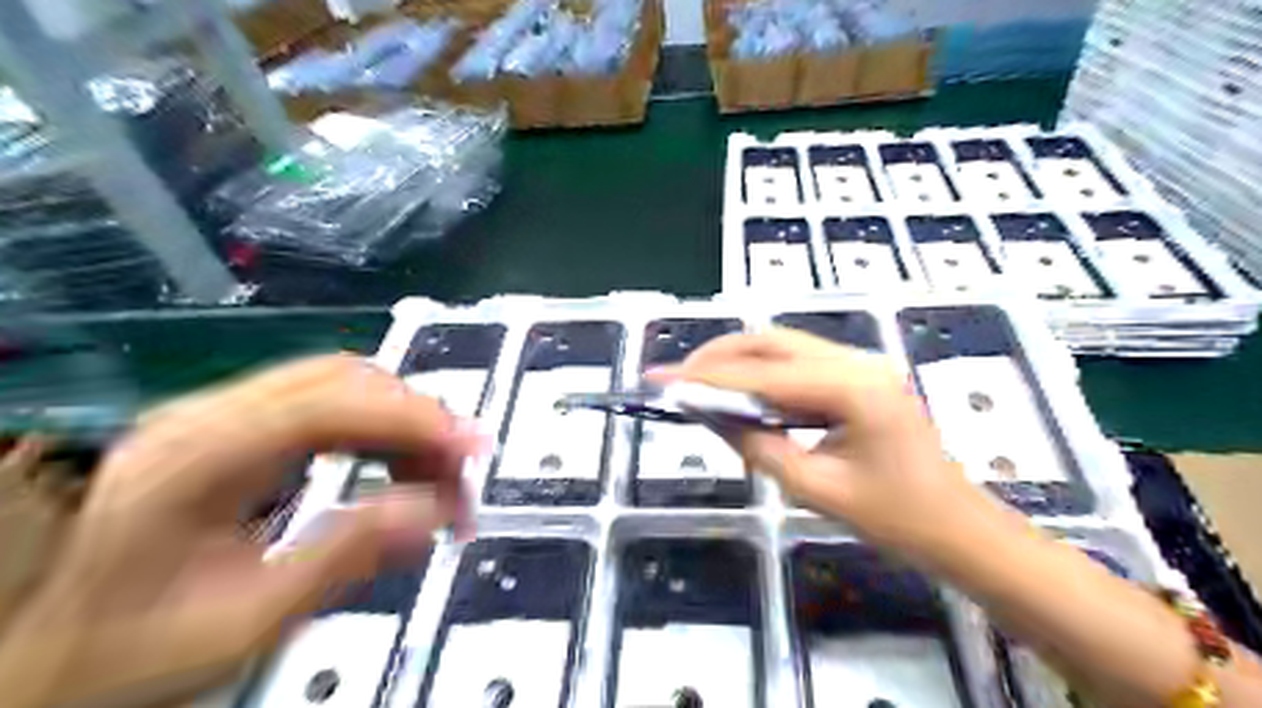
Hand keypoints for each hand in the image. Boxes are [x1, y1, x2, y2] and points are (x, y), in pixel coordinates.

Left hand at [0, 357, 477, 704]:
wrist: (40, 656)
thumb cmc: (125, 653)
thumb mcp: (244, 623)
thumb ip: (345, 556)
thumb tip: (433, 511)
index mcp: (194, 458)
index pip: (328, 402)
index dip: (411, 417)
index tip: (470, 449)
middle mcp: (205, 418)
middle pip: (341, 379)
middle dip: (417, 417)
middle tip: (463, 468)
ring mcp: (218, 418)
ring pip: (341, 386)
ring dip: (402, 423)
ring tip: (439, 474)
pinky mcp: (235, 433)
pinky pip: (327, 408)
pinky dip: (377, 431)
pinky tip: (398, 467)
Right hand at [661, 329, 985, 554]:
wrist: (959, 528)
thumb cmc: (896, 518)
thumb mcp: (815, 488)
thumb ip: (756, 445)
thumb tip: (708, 415)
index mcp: (852, 387)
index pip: (761, 374)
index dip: (705, 377)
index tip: (661, 379)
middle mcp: (856, 360)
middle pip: (771, 341)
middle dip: (718, 356)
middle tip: (677, 378)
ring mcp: (861, 363)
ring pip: (782, 347)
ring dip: (737, 361)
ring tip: (699, 383)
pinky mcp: (858, 376)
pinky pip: (799, 364)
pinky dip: (761, 374)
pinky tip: (740, 394)